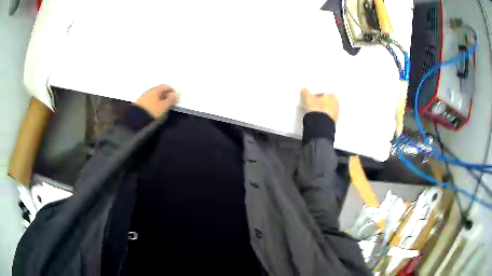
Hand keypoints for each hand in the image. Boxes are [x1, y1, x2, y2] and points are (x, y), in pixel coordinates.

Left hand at [134, 85, 178, 117]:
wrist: (137, 120)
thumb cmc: (153, 111)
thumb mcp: (164, 106)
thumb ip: (171, 100)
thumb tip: (176, 95)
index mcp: (156, 89)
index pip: (166, 86)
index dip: (172, 91)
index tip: (175, 97)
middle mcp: (149, 91)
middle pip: (159, 90)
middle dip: (166, 95)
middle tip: (170, 101)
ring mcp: (143, 97)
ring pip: (154, 96)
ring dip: (159, 99)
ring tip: (163, 107)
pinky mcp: (140, 103)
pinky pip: (150, 100)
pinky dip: (154, 103)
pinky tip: (155, 109)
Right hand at [302, 87, 338, 121]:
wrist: (320, 125)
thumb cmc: (316, 108)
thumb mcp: (308, 98)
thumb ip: (306, 92)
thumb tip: (304, 89)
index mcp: (332, 96)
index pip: (323, 94)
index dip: (316, 97)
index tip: (311, 100)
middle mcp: (336, 104)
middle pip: (326, 102)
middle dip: (320, 104)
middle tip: (312, 107)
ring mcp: (336, 114)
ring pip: (327, 110)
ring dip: (322, 111)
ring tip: (314, 114)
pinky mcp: (334, 122)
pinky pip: (327, 117)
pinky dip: (323, 117)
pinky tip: (317, 119)